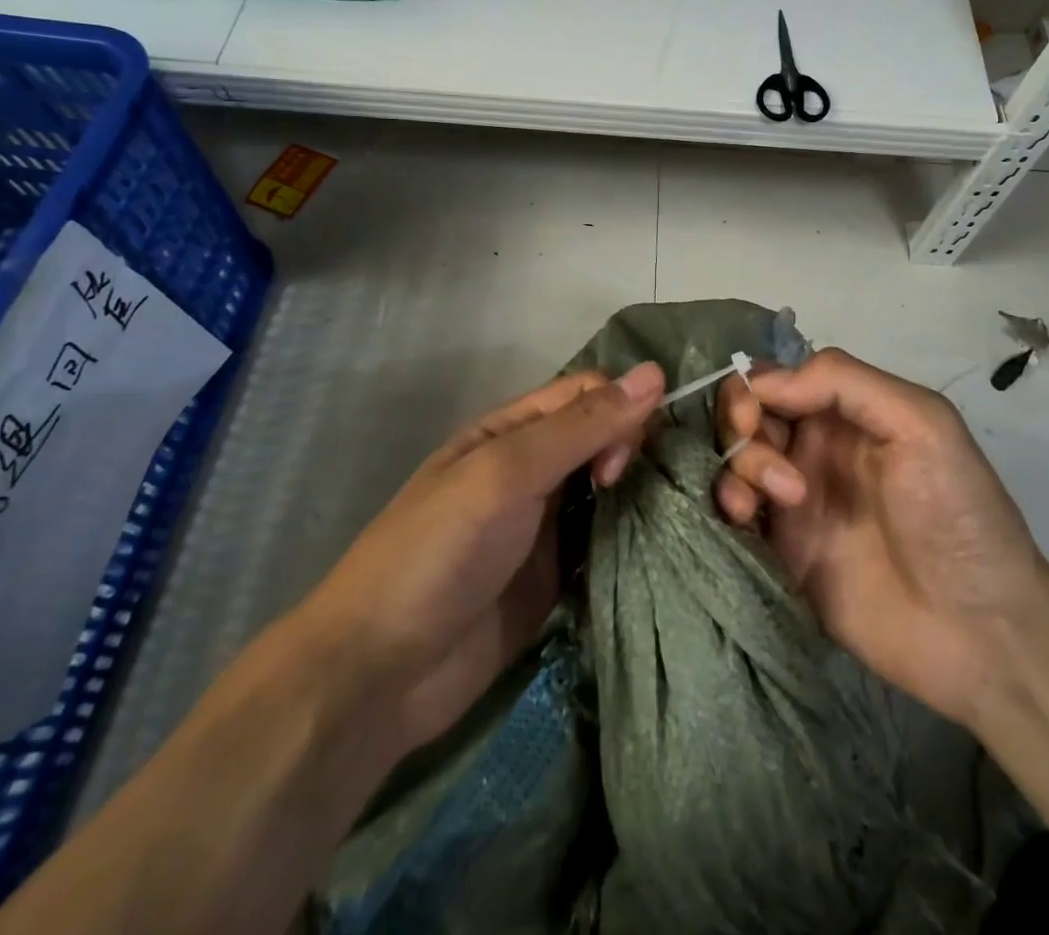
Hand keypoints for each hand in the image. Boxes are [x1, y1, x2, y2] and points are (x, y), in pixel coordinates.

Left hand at [305, 361, 664, 756]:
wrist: (380, 675)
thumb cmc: (439, 553)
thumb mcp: (505, 475)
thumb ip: (580, 428)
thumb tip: (655, 372)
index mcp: (512, 431)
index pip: (586, 395)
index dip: (618, 411)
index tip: (622, 460)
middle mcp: (533, 469)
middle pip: (603, 437)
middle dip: (632, 451)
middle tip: (623, 492)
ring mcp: (546, 526)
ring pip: (610, 489)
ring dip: (639, 494)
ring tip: (668, 517)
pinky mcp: (557, 578)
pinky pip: (605, 543)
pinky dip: (631, 541)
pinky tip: (658, 551)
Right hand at [714, 348, 1048, 722]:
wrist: (979, 632)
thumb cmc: (956, 514)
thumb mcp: (922, 423)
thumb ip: (844, 383)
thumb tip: (767, 383)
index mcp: (846, 414)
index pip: (777, 378)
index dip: (754, 388)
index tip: (753, 417)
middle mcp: (814, 448)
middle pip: (747, 413)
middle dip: (740, 424)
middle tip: (762, 455)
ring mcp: (795, 500)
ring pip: (735, 459)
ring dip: (738, 466)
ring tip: (777, 500)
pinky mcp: (783, 550)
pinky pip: (734, 511)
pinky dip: (728, 503)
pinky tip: (746, 520)